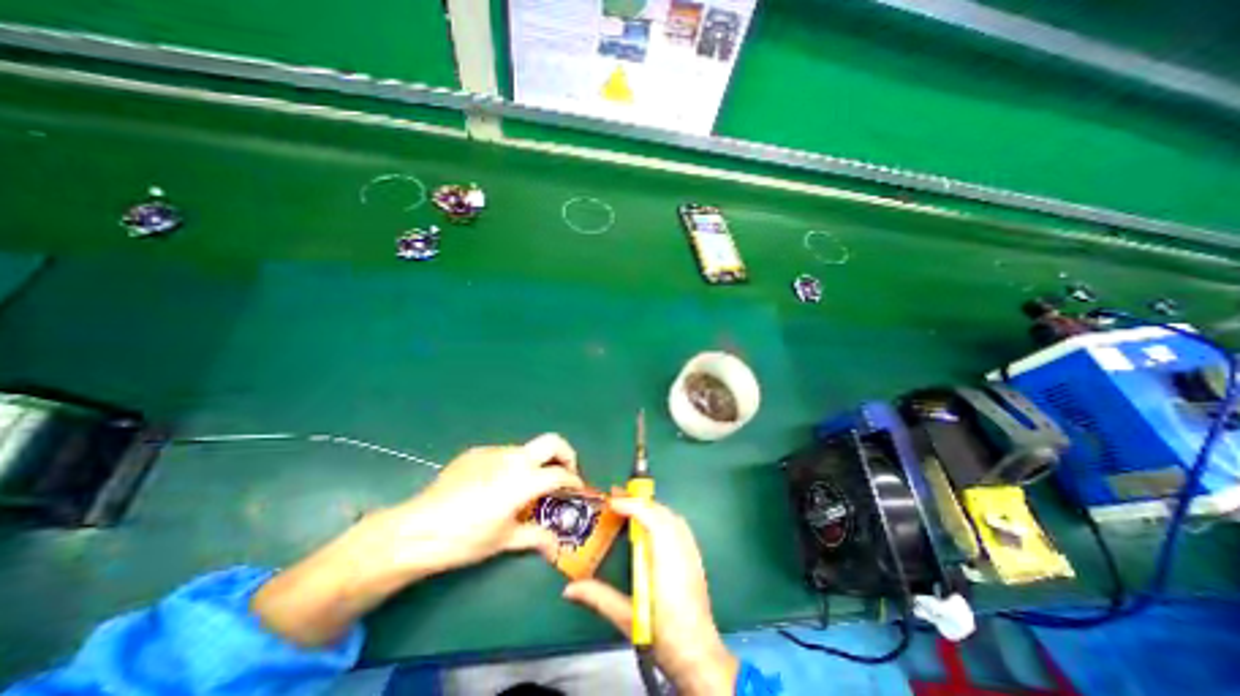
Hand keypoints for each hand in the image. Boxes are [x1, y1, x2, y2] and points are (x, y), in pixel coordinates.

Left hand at [373, 431, 586, 579]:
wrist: (417, 529)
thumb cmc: (465, 538)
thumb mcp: (504, 539)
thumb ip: (536, 538)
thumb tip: (556, 549)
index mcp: (524, 479)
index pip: (560, 474)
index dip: (574, 481)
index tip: (577, 490)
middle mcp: (513, 458)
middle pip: (552, 441)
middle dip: (566, 454)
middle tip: (564, 474)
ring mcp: (493, 451)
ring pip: (526, 449)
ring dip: (535, 463)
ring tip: (526, 487)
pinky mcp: (476, 452)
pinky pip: (503, 454)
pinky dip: (511, 465)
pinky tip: (497, 486)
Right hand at [563, 496, 733, 692]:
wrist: (699, 655)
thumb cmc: (663, 635)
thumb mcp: (627, 618)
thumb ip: (599, 598)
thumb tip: (569, 589)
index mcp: (666, 561)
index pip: (651, 519)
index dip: (632, 505)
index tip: (611, 501)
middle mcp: (681, 549)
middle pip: (661, 513)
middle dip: (638, 501)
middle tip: (615, 498)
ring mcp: (691, 552)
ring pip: (671, 516)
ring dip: (650, 507)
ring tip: (629, 507)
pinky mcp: (695, 557)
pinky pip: (678, 525)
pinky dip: (662, 516)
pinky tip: (651, 523)